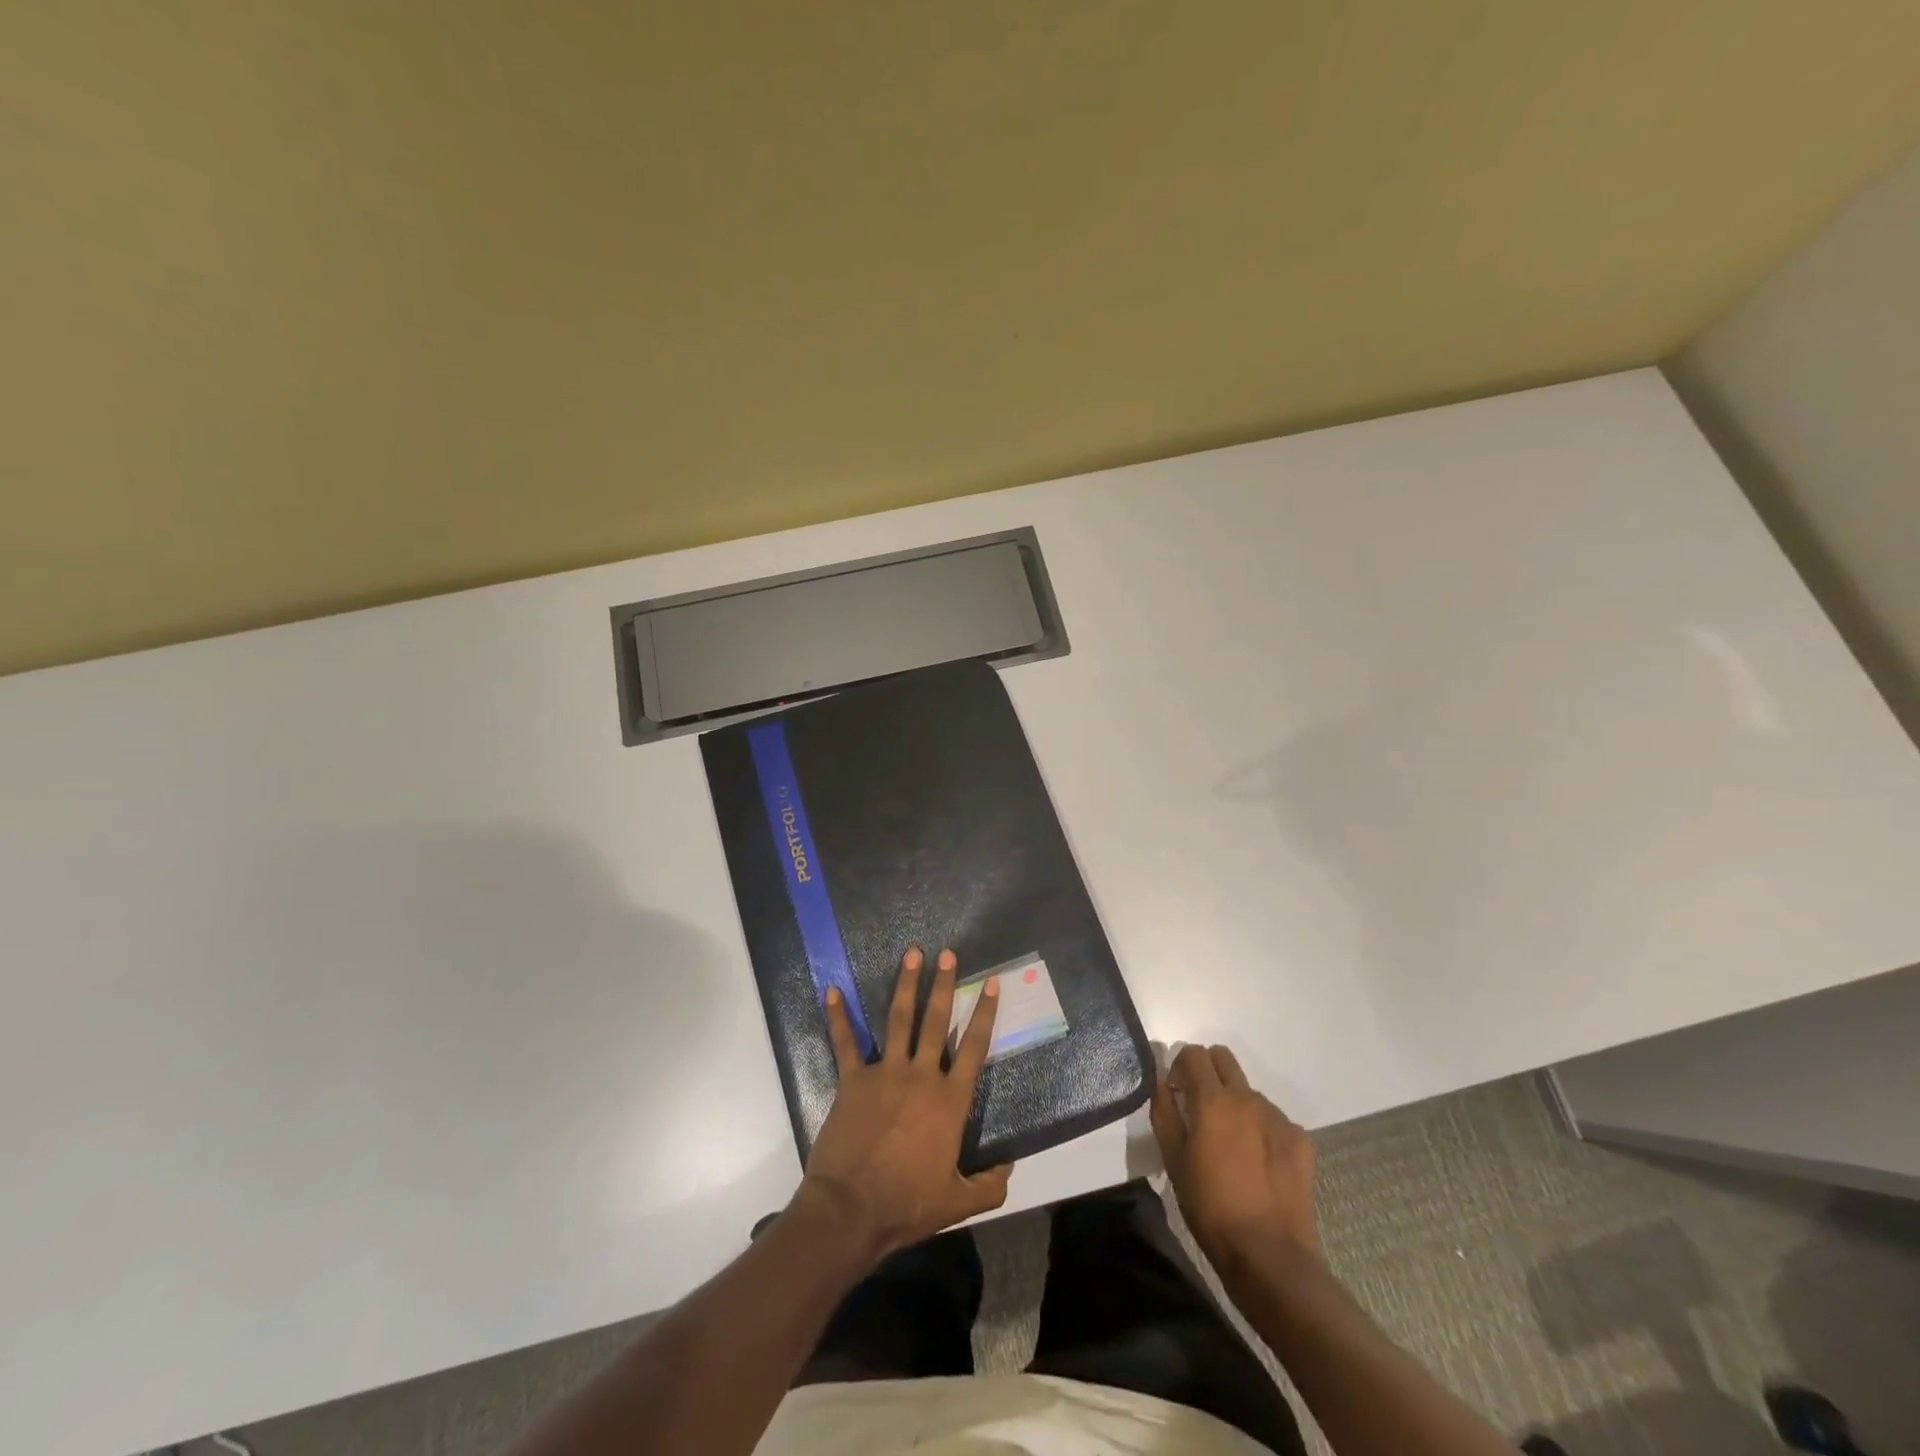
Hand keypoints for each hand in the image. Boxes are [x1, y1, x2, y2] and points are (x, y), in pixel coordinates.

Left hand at [797, 947, 1009, 1260]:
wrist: (852, 1211)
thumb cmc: (907, 1205)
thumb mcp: (958, 1204)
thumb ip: (989, 1185)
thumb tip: (1010, 1167)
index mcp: (949, 1100)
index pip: (974, 1047)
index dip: (984, 1012)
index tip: (990, 982)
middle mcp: (921, 1076)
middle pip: (936, 1021)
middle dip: (944, 984)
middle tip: (948, 953)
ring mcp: (885, 1072)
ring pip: (899, 1019)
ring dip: (906, 985)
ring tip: (912, 954)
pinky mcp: (853, 1079)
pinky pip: (845, 1042)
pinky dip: (838, 1017)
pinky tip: (832, 991)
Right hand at [1152, 1043, 1317, 1265]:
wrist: (1269, 1256)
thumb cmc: (1210, 1207)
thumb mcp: (1173, 1160)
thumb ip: (1164, 1112)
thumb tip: (1162, 1082)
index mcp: (1213, 1100)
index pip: (1194, 1053)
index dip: (1180, 1066)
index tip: (1176, 1093)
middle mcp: (1248, 1098)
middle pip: (1224, 1059)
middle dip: (1208, 1071)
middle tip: (1200, 1108)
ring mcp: (1278, 1118)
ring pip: (1249, 1091)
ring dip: (1236, 1104)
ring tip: (1232, 1146)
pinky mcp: (1302, 1141)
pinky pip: (1275, 1120)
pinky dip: (1262, 1130)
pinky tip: (1259, 1163)